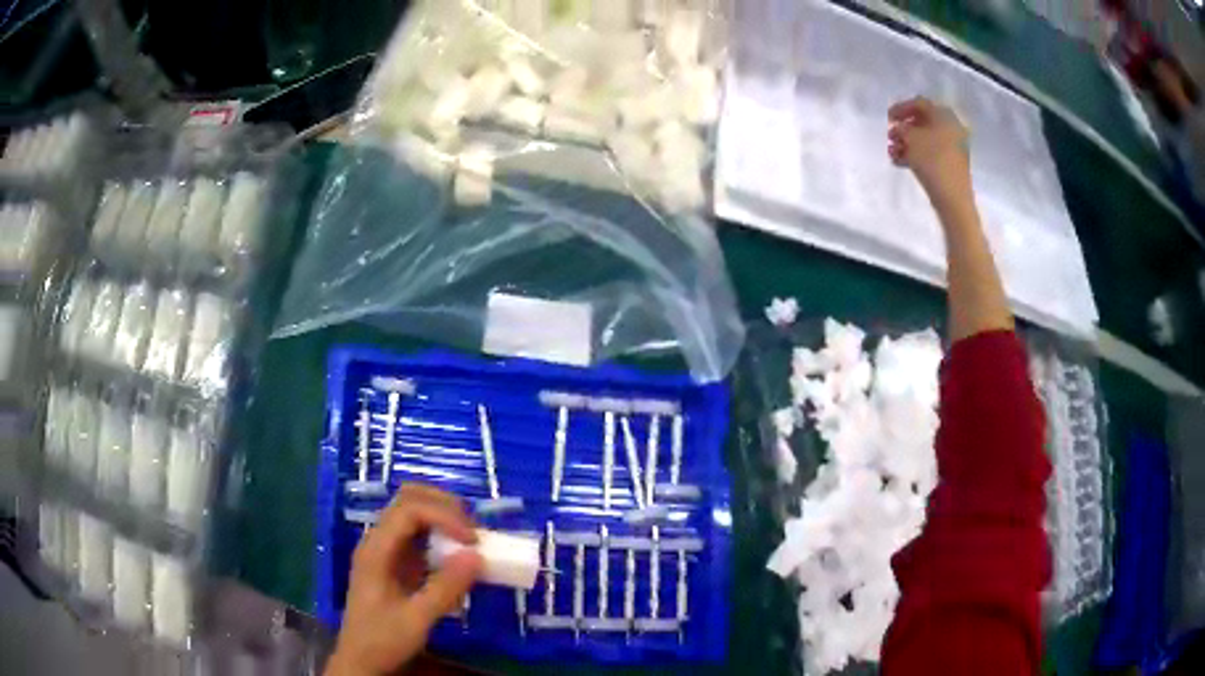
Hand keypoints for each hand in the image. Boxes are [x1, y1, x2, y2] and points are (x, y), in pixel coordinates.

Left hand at [325, 484, 483, 675]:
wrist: (360, 660)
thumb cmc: (382, 640)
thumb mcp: (416, 620)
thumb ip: (445, 589)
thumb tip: (477, 556)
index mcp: (376, 550)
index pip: (409, 510)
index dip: (444, 516)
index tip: (473, 541)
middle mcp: (378, 541)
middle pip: (408, 499)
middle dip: (444, 506)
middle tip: (473, 531)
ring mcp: (385, 550)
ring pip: (413, 511)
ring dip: (443, 516)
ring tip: (470, 538)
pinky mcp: (395, 562)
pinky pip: (418, 534)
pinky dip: (441, 534)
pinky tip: (457, 554)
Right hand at [888, 97, 971, 204]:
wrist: (953, 198)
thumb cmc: (933, 161)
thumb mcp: (911, 138)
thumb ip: (901, 127)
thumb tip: (899, 128)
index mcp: (944, 116)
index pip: (920, 104)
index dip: (901, 107)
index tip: (888, 117)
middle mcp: (951, 128)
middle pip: (923, 122)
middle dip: (904, 128)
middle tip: (890, 135)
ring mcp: (952, 147)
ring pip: (925, 139)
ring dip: (907, 143)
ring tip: (892, 152)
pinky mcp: (950, 164)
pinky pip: (930, 153)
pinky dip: (915, 154)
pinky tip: (900, 162)